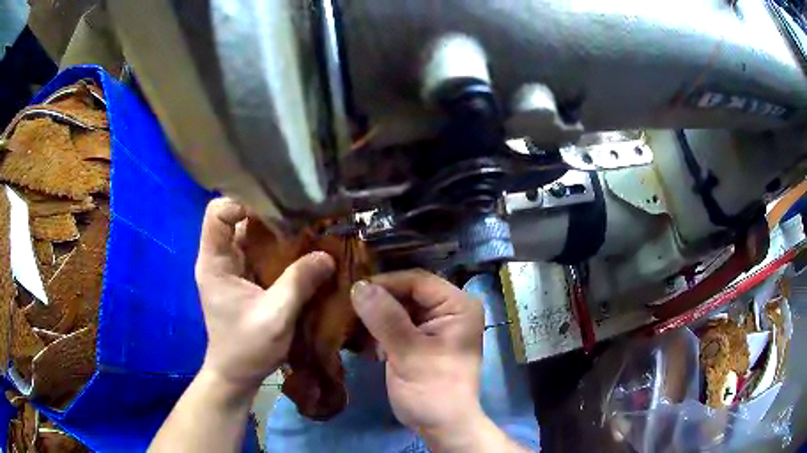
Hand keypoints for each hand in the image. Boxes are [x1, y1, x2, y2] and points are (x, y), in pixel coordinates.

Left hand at [195, 198, 334, 393]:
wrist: (237, 374)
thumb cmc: (246, 348)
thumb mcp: (275, 317)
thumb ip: (298, 283)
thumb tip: (327, 255)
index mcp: (214, 262)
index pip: (218, 213)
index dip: (242, 202)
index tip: (276, 209)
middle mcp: (220, 258)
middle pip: (238, 219)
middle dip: (268, 215)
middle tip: (302, 217)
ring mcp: (232, 268)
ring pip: (252, 235)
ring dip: (277, 232)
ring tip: (307, 232)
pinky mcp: (245, 278)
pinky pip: (261, 252)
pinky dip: (280, 249)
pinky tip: (302, 253)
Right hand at [350, 270, 484, 436]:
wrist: (441, 426)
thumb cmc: (432, 390)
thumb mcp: (409, 353)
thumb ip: (385, 318)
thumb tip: (358, 286)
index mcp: (457, 306)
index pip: (417, 281)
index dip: (385, 283)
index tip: (353, 291)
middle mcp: (449, 309)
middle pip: (407, 293)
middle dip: (377, 300)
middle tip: (345, 304)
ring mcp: (435, 325)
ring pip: (399, 308)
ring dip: (375, 316)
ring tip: (347, 319)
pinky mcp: (421, 340)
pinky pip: (397, 325)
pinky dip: (378, 329)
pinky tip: (359, 336)